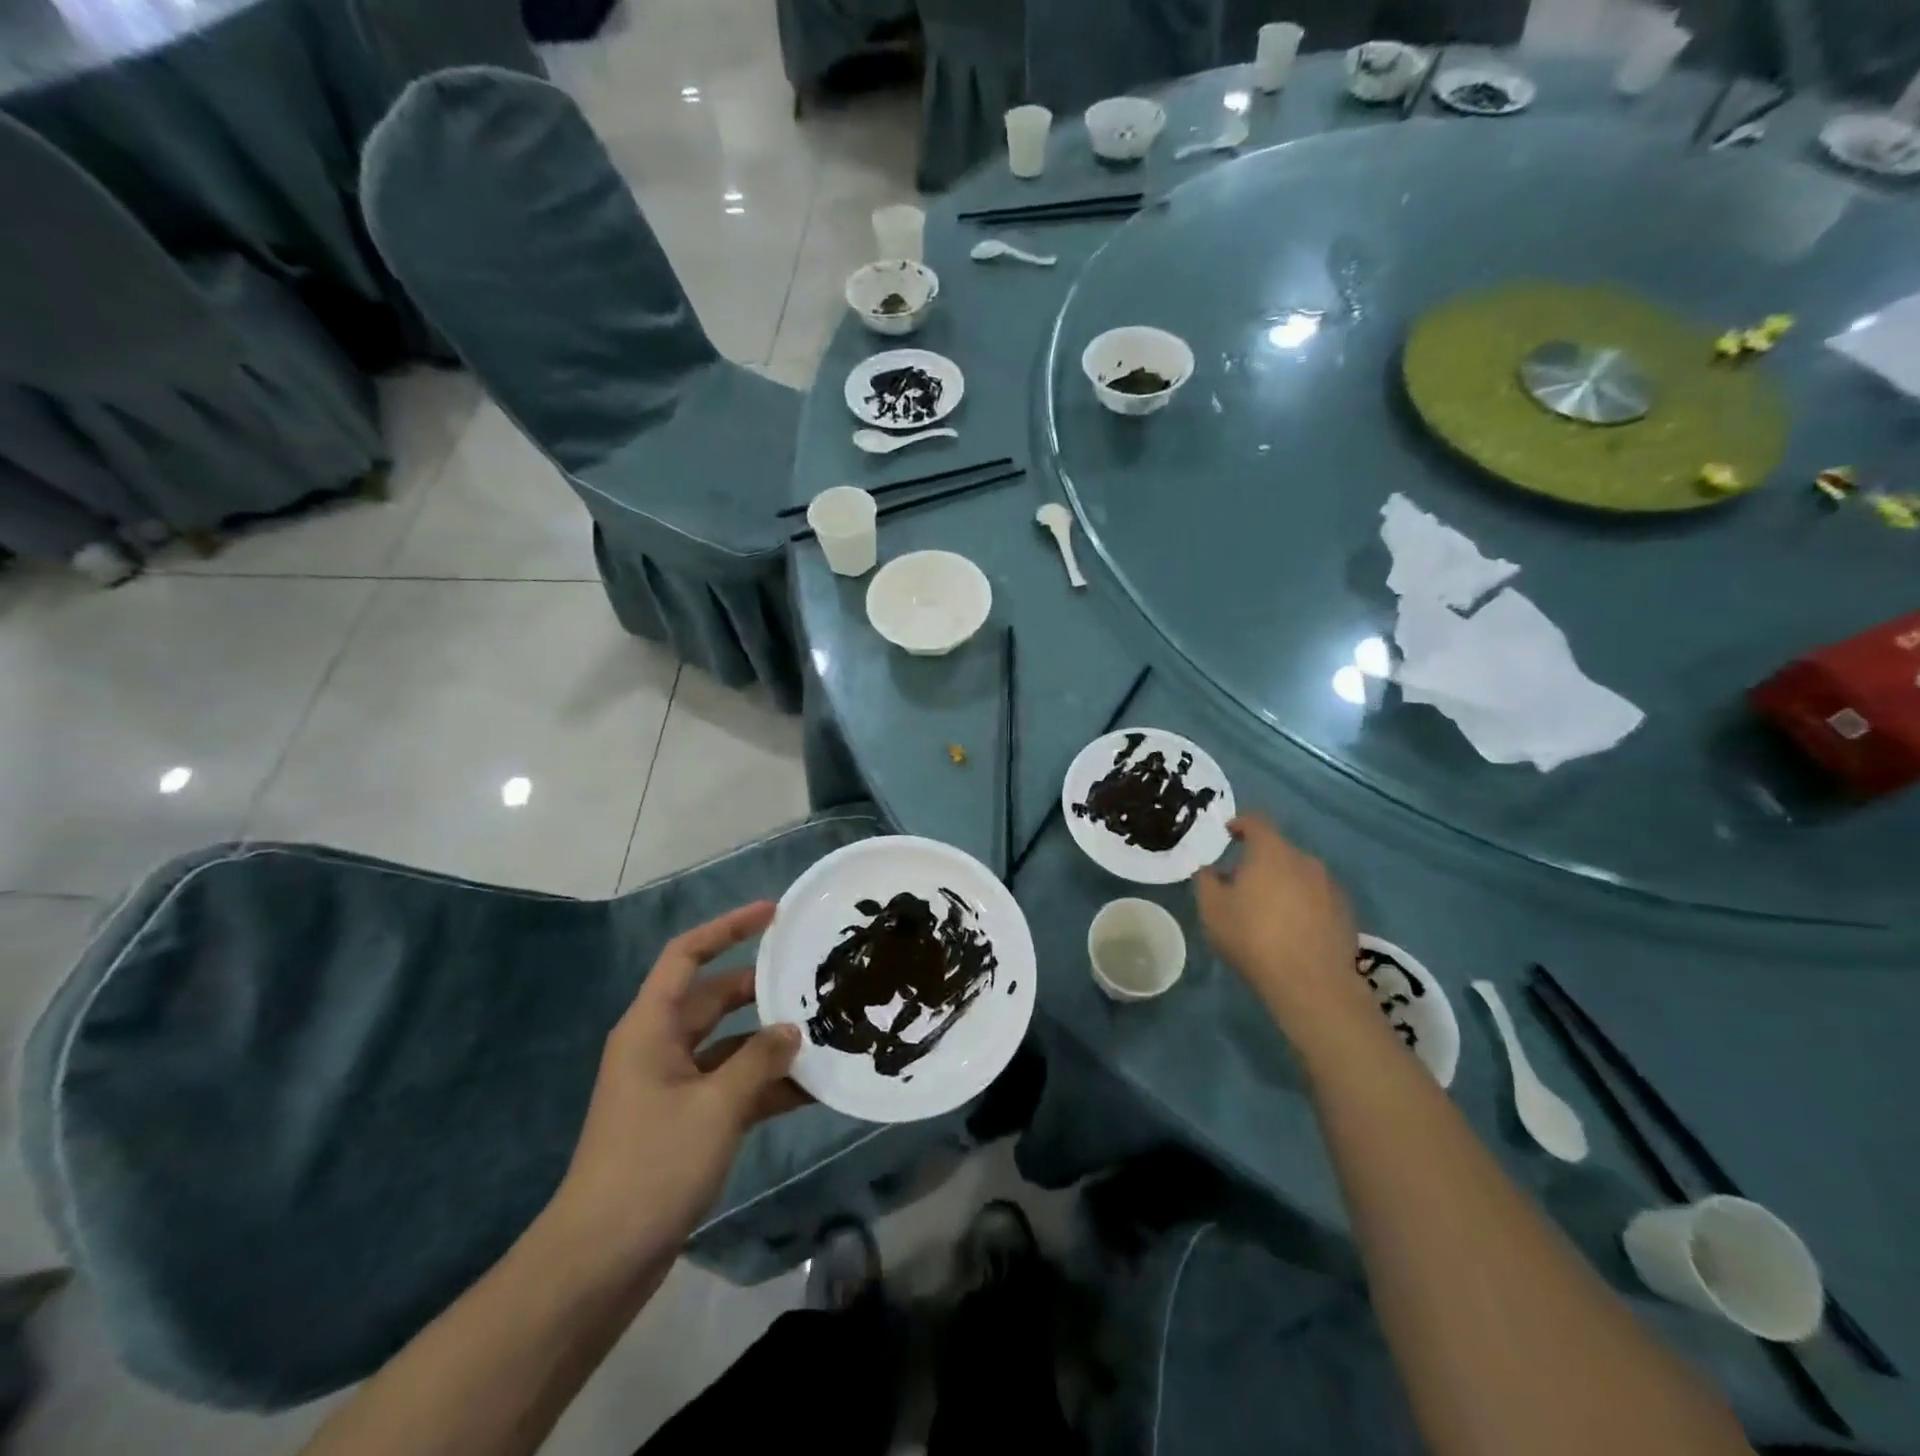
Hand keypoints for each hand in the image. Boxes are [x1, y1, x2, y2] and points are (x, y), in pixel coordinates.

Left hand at [542, 902, 808, 1285]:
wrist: (600, 1261)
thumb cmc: (652, 1165)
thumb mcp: (716, 1106)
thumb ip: (760, 1061)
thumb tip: (792, 1031)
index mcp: (651, 1027)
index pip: (687, 955)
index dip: (728, 927)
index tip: (773, 914)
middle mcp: (660, 1047)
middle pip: (715, 998)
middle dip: (761, 988)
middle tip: (811, 979)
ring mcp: (672, 1086)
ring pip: (729, 1045)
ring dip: (769, 1042)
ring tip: (822, 1033)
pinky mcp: (685, 1122)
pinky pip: (732, 1086)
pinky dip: (765, 1085)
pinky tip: (810, 1090)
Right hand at [1194, 815, 1365, 1028]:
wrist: (1311, 983)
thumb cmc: (1253, 936)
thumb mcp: (1212, 909)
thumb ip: (1206, 881)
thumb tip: (1211, 870)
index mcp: (1271, 852)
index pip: (1256, 822)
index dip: (1240, 823)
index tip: (1228, 832)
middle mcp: (1305, 860)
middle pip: (1279, 850)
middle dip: (1260, 860)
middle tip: (1241, 881)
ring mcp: (1330, 886)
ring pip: (1300, 874)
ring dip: (1283, 882)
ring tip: (1268, 908)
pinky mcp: (1346, 913)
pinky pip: (1317, 897)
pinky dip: (1303, 904)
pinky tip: (1292, 928)